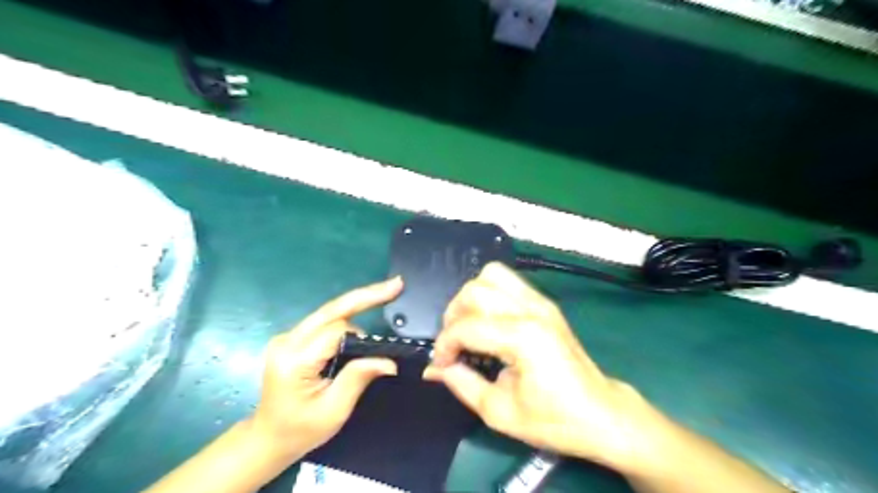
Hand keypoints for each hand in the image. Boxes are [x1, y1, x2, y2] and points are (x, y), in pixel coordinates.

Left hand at [248, 277, 402, 461]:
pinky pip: (325, 320)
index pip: (336, 332)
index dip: (362, 337)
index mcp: (294, 359)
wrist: (268, 438)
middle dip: (366, 295)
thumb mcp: (333, 411)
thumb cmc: (300, 430)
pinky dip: (348, 315)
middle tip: (396, 285)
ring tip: (385, 296)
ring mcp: (288, 337)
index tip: (383, 350)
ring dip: (358, 305)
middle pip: (332, 309)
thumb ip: (358, 378)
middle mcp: (288, 340)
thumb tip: (389, 360)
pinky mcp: (293, 338)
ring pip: (330, 312)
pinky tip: (365, 308)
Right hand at [423, 264, 643, 468]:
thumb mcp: (500, 412)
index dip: (445, 345)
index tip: (440, 366)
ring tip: (469, 325)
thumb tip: (433, 370)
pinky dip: (489, 292)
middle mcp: (531, 310)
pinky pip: (508, 281)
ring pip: (491, 275)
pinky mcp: (545, 303)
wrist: (601, 413)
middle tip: (454, 345)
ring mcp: (540, 302)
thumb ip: (462, 384)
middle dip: (454, 316)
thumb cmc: (554, 420)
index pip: (467, 327)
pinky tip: (489, 320)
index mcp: (523, 338)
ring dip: (471, 297)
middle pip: (475, 291)